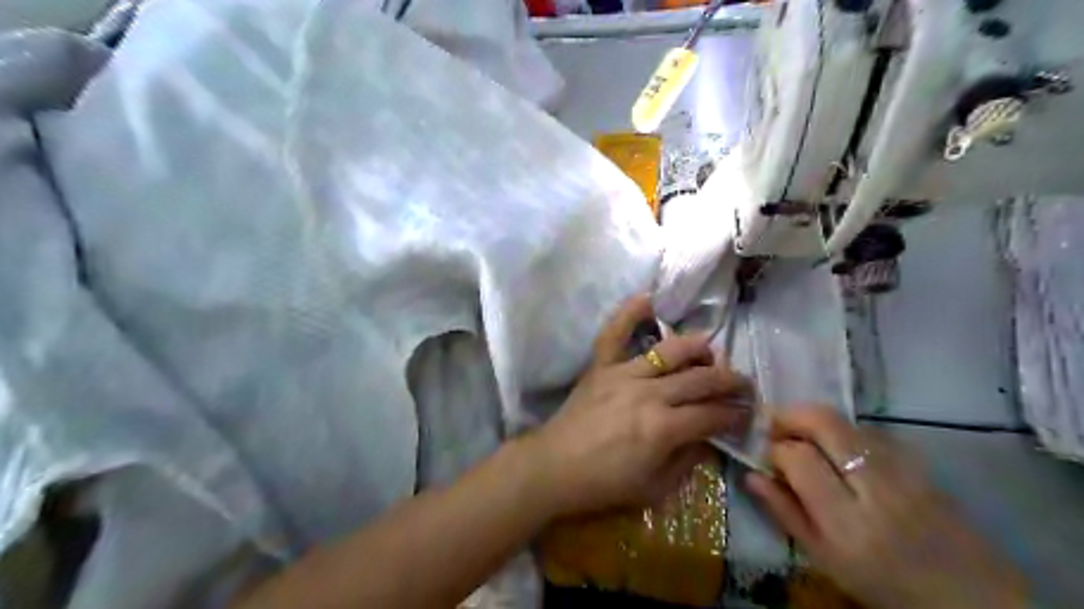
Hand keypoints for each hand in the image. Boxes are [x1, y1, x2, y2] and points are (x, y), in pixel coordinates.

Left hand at [530, 295, 749, 517]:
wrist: (554, 467)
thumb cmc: (604, 483)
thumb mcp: (655, 488)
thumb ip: (687, 461)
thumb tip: (709, 437)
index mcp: (663, 428)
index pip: (712, 415)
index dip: (735, 415)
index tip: (747, 414)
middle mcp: (648, 393)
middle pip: (700, 379)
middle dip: (730, 381)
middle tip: (744, 384)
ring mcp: (623, 374)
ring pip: (670, 351)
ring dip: (697, 348)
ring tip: (711, 351)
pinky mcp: (601, 365)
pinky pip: (614, 333)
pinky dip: (629, 313)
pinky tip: (648, 298)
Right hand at [752, 407, 1026, 607]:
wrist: (971, 596)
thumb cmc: (885, 585)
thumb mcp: (825, 561)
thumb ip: (785, 513)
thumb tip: (752, 474)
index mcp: (847, 522)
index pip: (798, 457)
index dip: (775, 448)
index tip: (767, 455)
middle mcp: (876, 487)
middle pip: (824, 422)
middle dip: (790, 415)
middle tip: (774, 425)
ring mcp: (903, 469)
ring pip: (845, 421)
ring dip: (814, 421)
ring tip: (802, 437)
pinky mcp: (920, 461)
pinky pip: (869, 431)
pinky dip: (843, 432)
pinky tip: (839, 449)